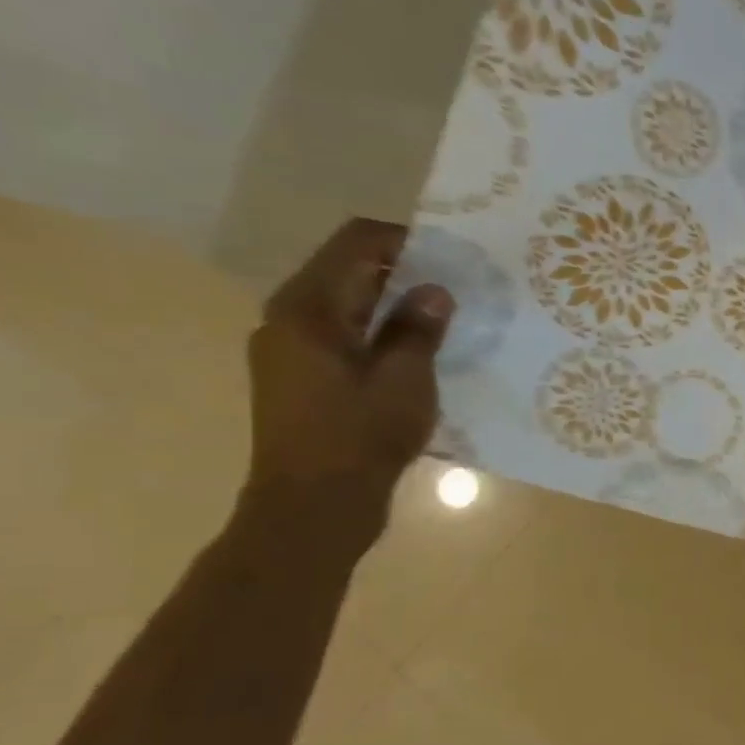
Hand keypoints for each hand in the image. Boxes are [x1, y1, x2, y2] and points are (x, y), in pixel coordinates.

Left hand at [245, 218, 454, 509]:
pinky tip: (414, 354)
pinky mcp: (298, 378)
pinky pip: (340, 335)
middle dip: (402, 271)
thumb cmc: (360, 437)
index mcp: (309, 308)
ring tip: (442, 320)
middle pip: (346, 270)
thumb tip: (434, 291)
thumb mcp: (405, 379)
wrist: (313, 506)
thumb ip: (418, 328)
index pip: (355, 242)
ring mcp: (288, 350)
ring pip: (344, 305)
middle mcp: (287, 318)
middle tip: (457, 287)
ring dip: (391, 305)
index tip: (452, 255)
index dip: (404, 238)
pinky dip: (377, 332)